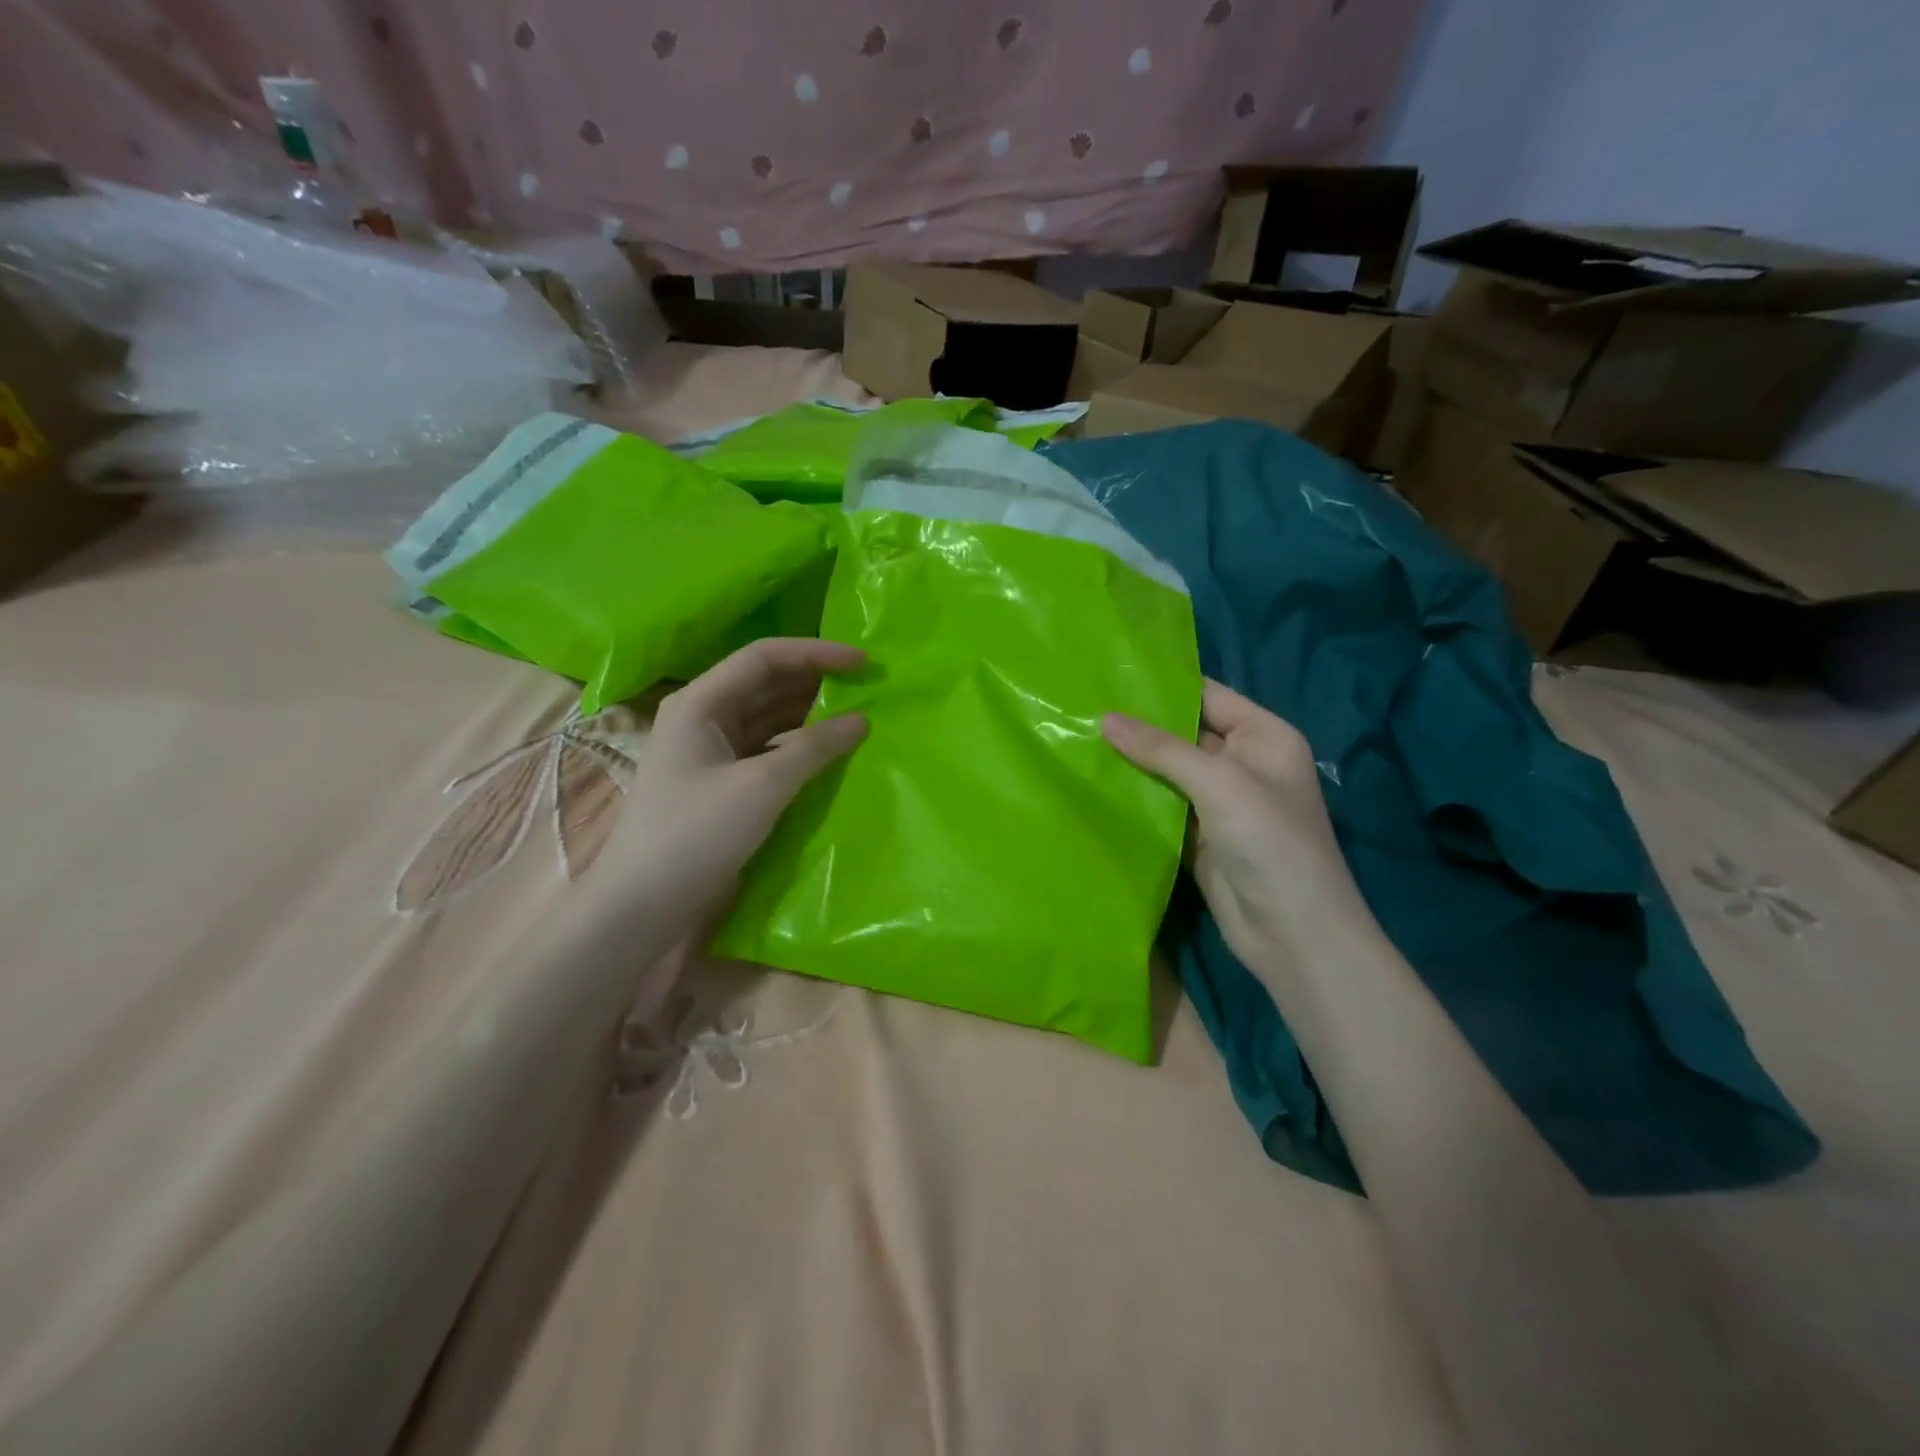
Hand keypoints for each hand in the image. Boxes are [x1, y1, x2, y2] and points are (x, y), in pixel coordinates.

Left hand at [590, 638, 867, 921]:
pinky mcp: (721, 782)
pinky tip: (829, 754)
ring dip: (810, 715)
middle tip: (867, 688)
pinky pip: (766, 749)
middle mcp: (703, 717)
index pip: (764, 658)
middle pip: (766, 683)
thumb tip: (861, 721)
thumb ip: (814, 748)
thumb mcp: (761, 786)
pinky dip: (798, 747)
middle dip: (816, 681)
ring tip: (856, 716)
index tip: (862, 663)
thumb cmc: (695, 834)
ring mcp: (711, 751)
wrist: (643, 904)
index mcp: (700, 702)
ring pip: (769, 717)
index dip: (816, 653)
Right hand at [1102, 680, 1363, 965]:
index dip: (1163, 686)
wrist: (1293, 933)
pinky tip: (1095, 781)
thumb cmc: (1270, 842)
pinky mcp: (1199, 835)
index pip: (1208, 696)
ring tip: (1078, 736)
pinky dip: (1135, 796)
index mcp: (1263, 736)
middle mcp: (1243, 763)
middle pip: (1184, 733)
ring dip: (1132, 761)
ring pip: (1169, 771)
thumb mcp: (1219, 783)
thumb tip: (1105, 718)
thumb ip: (1161, 749)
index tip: (1109, 674)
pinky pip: (1163, 805)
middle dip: (1139, 724)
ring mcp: (1220, 802)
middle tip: (1082, 705)